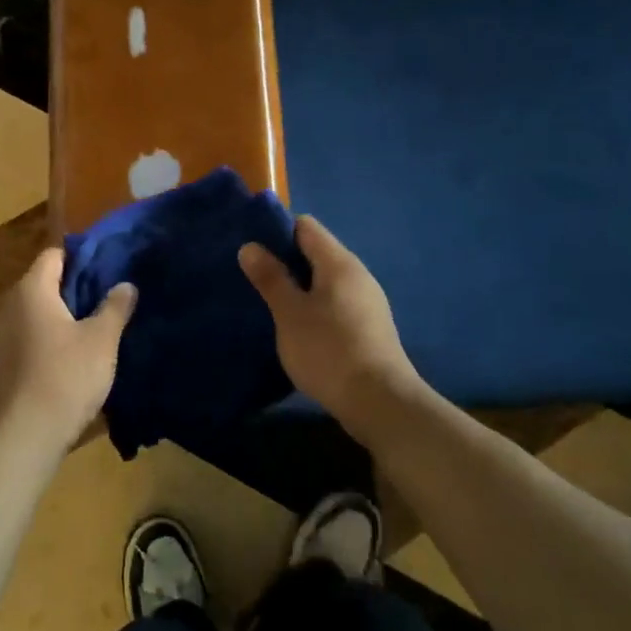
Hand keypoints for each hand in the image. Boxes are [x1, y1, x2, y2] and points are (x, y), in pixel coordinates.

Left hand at [0, 248, 136, 453]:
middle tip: (107, 299)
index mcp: (31, 290)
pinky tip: (71, 358)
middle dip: (74, 289)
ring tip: (94, 329)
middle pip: (43, 283)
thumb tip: (125, 285)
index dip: (81, 258)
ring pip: (35, 313)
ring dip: (61, 317)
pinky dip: (48, 339)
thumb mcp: (101, 339)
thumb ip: (115, 307)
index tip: (108, 269)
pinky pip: (27, 337)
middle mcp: (8, 306)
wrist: (24, 436)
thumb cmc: (66, 376)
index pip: (54, 255)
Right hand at [239, 215, 421, 423]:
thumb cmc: (328, 350)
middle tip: (253, 279)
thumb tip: (250, 247)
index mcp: (339, 263)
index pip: (306, 227)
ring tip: (269, 304)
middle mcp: (358, 275)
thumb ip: (271, 278)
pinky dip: (314, 308)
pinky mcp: (368, 328)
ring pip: (325, 281)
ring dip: (298, 288)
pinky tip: (297, 328)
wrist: (379, 403)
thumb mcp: (290, 313)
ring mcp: (367, 302)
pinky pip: (334, 304)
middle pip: (316, 253)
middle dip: (285, 261)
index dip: (277, 231)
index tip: (252, 249)